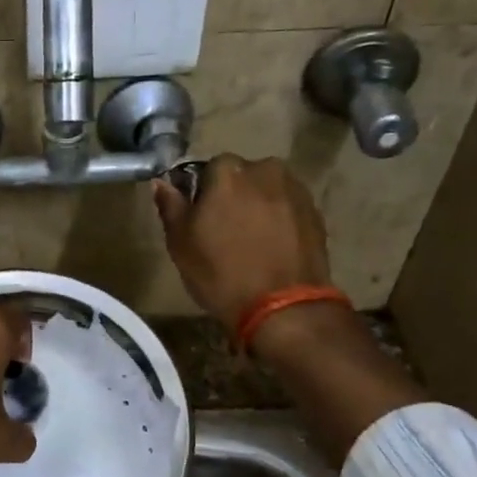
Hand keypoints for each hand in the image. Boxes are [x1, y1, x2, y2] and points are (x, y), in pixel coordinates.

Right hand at [153, 155, 332, 329]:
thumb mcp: (181, 243)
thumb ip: (171, 206)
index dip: (201, 194)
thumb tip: (161, 183)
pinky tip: (272, 249)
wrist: (283, 307)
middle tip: (224, 232)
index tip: (199, 220)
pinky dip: (279, 222)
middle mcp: (265, 169)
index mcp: (228, 171)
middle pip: (241, 177)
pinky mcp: (315, 213)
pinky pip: (287, 209)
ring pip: (266, 192)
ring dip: (257, 207)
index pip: (207, 169)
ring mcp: (295, 190)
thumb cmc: (221, 273)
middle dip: (232, 197)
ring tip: (251, 242)